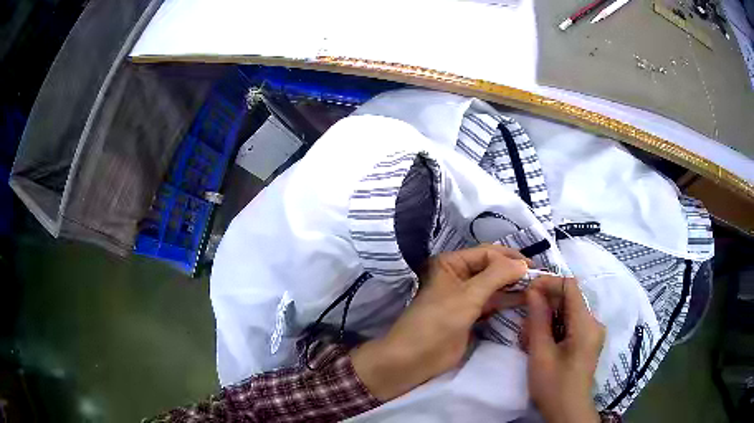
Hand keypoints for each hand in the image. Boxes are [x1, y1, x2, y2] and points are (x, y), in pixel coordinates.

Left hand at [351, 245, 528, 400]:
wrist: (415, 358)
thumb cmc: (438, 322)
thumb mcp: (468, 295)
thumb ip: (497, 276)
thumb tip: (522, 263)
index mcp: (451, 263)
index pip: (487, 253)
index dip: (510, 258)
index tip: (533, 267)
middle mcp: (458, 276)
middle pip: (491, 268)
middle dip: (513, 271)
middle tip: (538, 277)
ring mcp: (465, 296)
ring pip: (494, 286)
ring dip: (513, 287)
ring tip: (537, 288)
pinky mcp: (470, 315)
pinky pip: (492, 303)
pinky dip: (507, 301)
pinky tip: (525, 301)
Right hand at [525, 276, 604, 422]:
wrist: (567, 412)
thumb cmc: (553, 385)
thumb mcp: (541, 353)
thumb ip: (538, 320)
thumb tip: (533, 291)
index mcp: (586, 324)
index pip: (570, 286)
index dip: (549, 283)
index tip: (527, 291)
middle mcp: (593, 323)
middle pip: (568, 300)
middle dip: (544, 306)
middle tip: (523, 323)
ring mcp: (591, 333)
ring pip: (566, 314)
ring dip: (546, 320)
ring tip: (528, 339)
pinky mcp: (587, 342)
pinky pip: (569, 325)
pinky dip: (553, 330)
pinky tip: (539, 344)